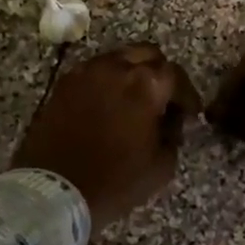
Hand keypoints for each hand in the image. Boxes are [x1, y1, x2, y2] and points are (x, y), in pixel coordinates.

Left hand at [12, 45, 202, 225]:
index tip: (190, 113)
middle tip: (163, 99)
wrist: (54, 191)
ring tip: (134, 99)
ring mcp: (86, 72)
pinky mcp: (64, 83)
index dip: (187, 95)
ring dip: (132, 72)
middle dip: (160, 73)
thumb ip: (173, 134)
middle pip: (147, 54)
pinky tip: (109, 103)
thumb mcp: (161, 166)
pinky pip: (94, 70)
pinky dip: (107, 80)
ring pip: (118, 57)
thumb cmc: (114, 182)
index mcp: (145, 85)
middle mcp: (116, 68)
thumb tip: (171, 119)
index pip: (175, 75)